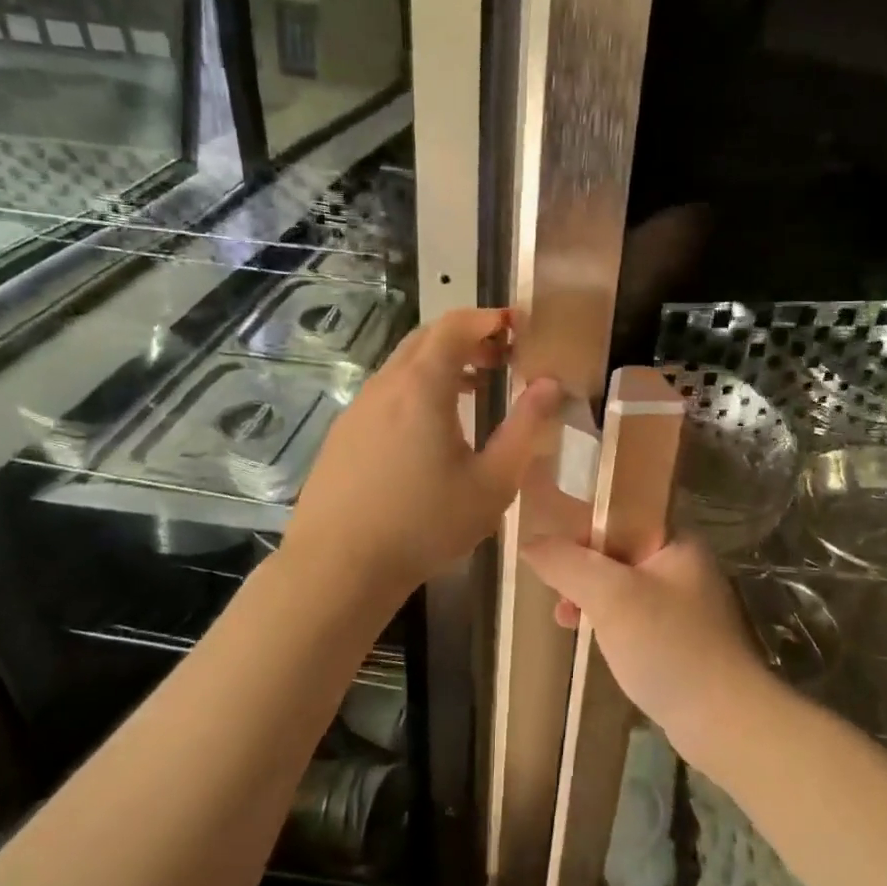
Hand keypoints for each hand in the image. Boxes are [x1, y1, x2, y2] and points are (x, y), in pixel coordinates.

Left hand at [285, 308, 561, 596]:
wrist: (337, 567)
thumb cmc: (424, 524)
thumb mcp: (492, 482)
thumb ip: (525, 428)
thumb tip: (549, 384)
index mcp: (422, 386)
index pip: (456, 325)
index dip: (489, 317)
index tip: (519, 325)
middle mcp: (386, 385)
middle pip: (427, 338)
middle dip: (468, 337)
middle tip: (503, 357)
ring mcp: (359, 408)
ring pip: (404, 365)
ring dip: (442, 364)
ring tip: (476, 389)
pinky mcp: (344, 434)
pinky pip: (387, 392)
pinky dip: (418, 388)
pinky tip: (432, 429)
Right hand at [520, 536, 776, 754]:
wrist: (724, 720)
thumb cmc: (667, 645)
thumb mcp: (609, 595)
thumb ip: (567, 563)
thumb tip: (531, 542)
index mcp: (677, 540)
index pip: (622, 514)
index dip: (583, 527)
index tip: (554, 554)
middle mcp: (684, 564)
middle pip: (619, 550)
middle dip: (582, 569)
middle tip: (558, 595)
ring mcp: (685, 603)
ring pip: (623, 586)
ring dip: (591, 598)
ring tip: (565, 620)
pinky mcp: (681, 638)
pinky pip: (634, 615)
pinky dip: (610, 622)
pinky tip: (592, 640)